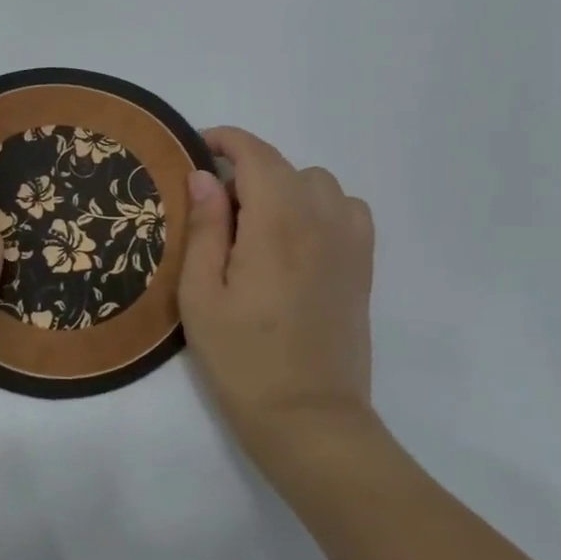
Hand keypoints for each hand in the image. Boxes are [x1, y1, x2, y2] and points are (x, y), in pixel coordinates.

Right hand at [179, 126, 377, 472]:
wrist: (309, 418)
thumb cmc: (242, 359)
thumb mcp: (201, 295)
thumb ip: (204, 228)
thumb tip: (205, 176)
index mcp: (277, 224)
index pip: (256, 155)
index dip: (225, 141)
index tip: (197, 149)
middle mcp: (321, 221)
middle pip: (285, 166)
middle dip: (247, 171)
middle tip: (216, 212)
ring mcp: (350, 243)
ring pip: (318, 183)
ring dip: (284, 188)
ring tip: (257, 226)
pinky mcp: (363, 266)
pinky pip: (347, 209)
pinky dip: (320, 207)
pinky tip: (298, 239)